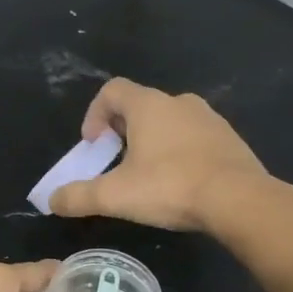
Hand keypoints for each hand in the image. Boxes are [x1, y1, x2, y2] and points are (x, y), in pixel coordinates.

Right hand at [50, 78, 273, 232]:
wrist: (240, 200)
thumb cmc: (170, 187)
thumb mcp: (115, 196)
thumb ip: (78, 196)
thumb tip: (52, 201)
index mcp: (148, 106)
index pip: (112, 90)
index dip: (95, 114)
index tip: (94, 145)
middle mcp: (179, 102)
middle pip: (140, 105)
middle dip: (122, 131)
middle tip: (116, 161)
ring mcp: (209, 118)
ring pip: (169, 121)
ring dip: (152, 141)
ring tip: (148, 175)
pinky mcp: (230, 139)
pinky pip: (195, 137)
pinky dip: (180, 152)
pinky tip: (181, 182)